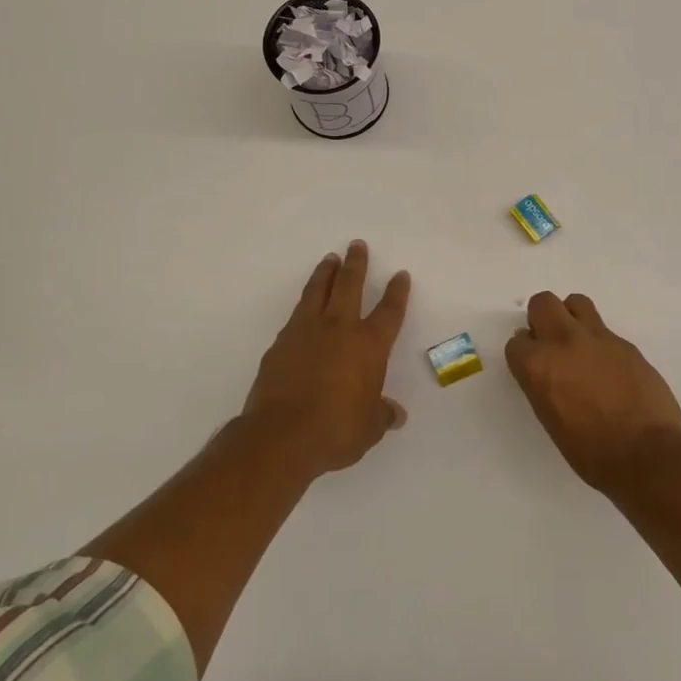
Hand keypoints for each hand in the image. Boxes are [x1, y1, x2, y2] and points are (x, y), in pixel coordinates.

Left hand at [243, 240, 410, 476]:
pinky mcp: (280, 343)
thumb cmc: (336, 429)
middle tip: (357, 245)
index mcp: (369, 345)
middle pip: (350, 285)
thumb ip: (382, 414)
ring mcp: (306, 332)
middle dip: (356, 264)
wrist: (282, 435)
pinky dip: (304, 304)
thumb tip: (395, 414)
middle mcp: (339, 329)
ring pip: (318, 291)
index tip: (400, 275)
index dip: (397, 292)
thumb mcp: (369, 427)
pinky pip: (296, 314)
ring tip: (330, 259)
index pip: (389, 312)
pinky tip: (304, 306)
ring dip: (326, 273)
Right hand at [506, 292, 680, 494]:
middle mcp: (563, 342)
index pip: (517, 342)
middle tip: (551, 344)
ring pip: (576, 302)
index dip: (525, 354)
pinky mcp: (625, 344)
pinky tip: (608, 368)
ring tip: (579, 344)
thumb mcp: (550, 419)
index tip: (533, 366)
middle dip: (542, 319)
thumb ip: (542, 384)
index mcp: (538, 365)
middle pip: (542, 304)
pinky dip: (600, 342)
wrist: (647, 455)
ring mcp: (598, 338)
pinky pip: (604, 330)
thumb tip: (546, 368)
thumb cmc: (590, 452)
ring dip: (571, 317)